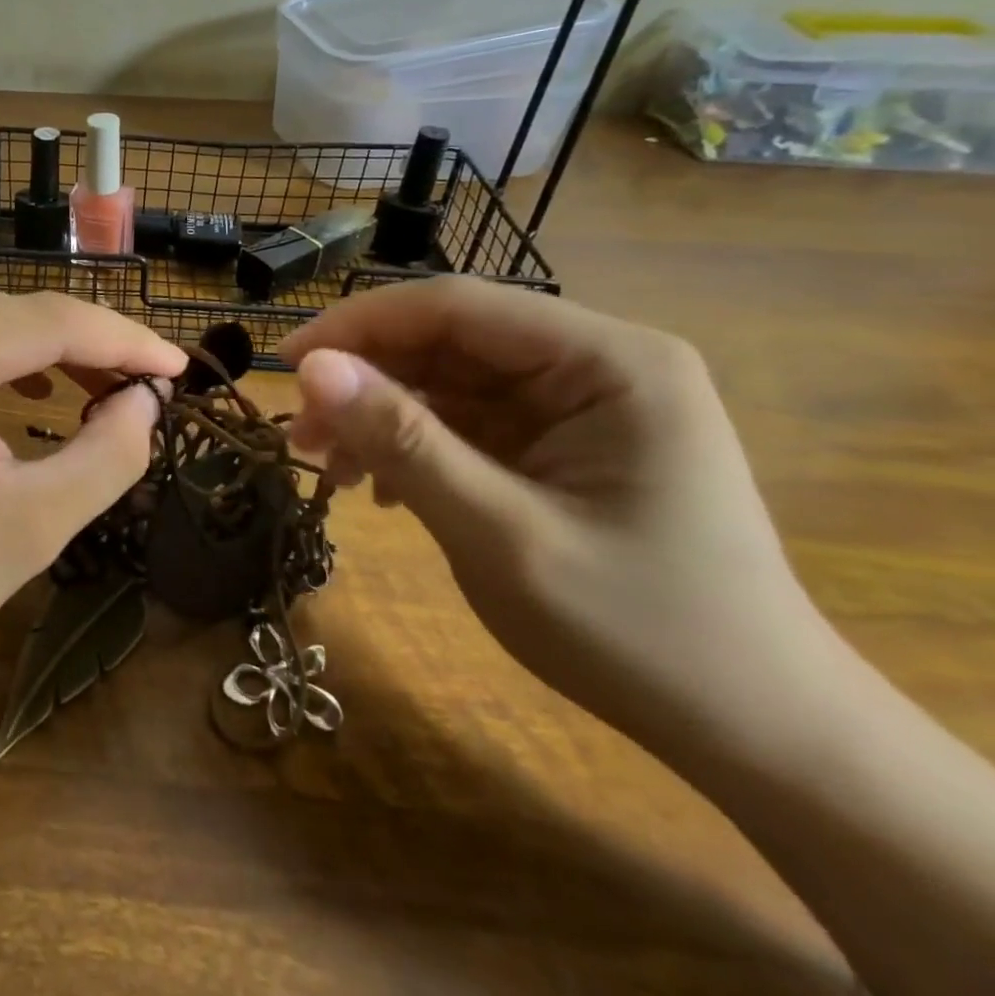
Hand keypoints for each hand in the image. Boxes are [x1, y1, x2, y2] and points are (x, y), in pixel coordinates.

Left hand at [0, 293, 185, 706]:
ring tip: (109, 387)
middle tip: (152, 385)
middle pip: (13, 314)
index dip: (122, 340)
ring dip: (51, 349)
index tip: (180, 369)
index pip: (43, 321)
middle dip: (90, 345)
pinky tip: (39, 386)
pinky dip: (4, 357)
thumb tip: (148, 398)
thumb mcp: (31, 528)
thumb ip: (106, 454)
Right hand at [280, 277, 831, 757]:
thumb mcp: (502, 536)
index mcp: (608, 362)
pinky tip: (385, 487)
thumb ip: (403, 442)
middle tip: (302, 435)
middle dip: (366, 380)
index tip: (284, 366)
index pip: (455, 306)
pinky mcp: (560, 440)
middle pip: (448, 339)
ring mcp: (579, 402)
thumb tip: (310, 369)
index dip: (358, 325)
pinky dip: (414, 445)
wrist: (758, 735)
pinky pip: (466, 419)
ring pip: (448, 379)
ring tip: (335, 469)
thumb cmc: (640, 635)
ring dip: (382, 416)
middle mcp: (595, 363)